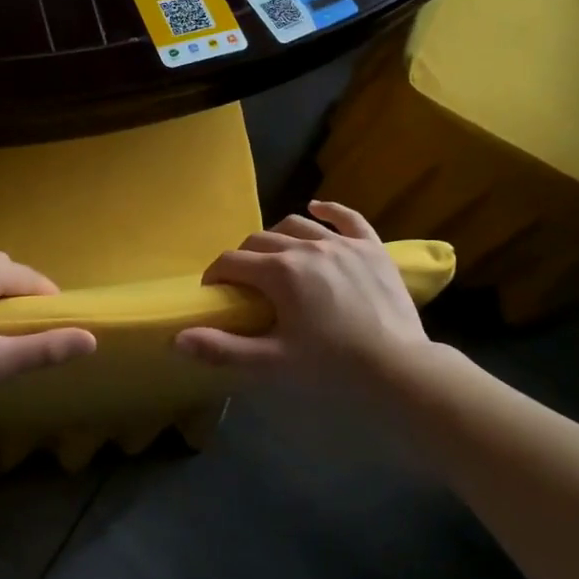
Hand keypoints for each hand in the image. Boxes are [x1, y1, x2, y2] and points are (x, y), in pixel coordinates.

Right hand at [175, 201, 428, 384]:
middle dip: (244, 257)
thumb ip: (223, 349)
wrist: (399, 370)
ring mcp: (342, 244)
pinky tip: (318, 207)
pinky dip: (329, 210)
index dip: (215, 275)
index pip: (232, 262)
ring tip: (275, 255)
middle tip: (243, 284)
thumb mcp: (272, 363)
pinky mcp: (372, 248)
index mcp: (279, 272)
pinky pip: (348, 218)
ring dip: (278, 236)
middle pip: (260, 240)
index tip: (213, 292)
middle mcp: (307, 247)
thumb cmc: (331, 368)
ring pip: (298, 224)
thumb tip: (178, 338)